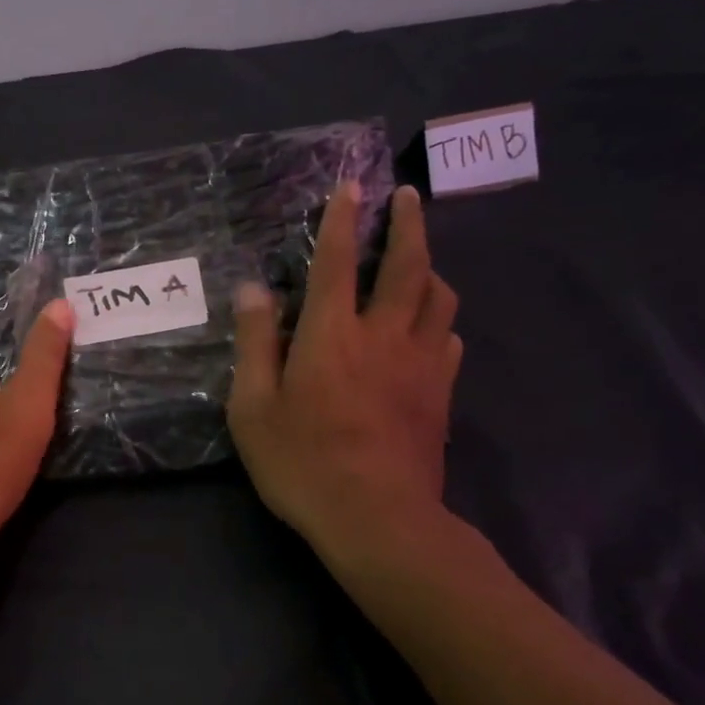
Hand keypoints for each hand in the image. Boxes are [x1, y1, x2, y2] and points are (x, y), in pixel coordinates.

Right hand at [227, 182, 462, 564]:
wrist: (377, 518)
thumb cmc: (303, 463)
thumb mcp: (253, 408)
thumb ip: (255, 344)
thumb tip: (254, 290)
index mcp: (332, 334)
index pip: (337, 262)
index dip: (342, 220)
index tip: (351, 187)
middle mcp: (384, 335)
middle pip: (408, 264)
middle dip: (408, 223)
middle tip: (407, 197)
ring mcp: (421, 363)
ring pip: (440, 297)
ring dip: (429, 268)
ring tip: (418, 262)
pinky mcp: (442, 393)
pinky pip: (450, 339)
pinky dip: (441, 321)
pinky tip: (431, 328)